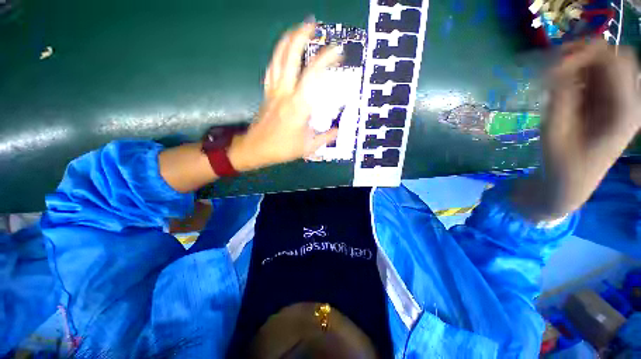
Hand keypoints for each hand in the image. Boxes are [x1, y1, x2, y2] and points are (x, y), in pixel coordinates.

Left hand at [228, 22, 341, 171]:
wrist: (256, 148)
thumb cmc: (282, 149)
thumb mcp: (308, 147)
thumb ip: (326, 137)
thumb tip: (338, 131)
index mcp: (298, 106)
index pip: (313, 74)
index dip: (326, 59)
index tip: (337, 50)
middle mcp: (285, 93)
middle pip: (290, 56)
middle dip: (301, 35)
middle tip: (313, 24)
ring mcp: (273, 90)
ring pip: (278, 58)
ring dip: (288, 40)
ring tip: (298, 29)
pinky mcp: (266, 92)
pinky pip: (271, 68)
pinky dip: (278, 55)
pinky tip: (283, 51)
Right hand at [512, 40, 640, 219]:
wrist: (569, 184)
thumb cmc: (561, 163)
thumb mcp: (555, 130)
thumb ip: (560, 95)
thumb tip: (555, 65)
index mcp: (625, 111)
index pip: (615, 61)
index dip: (584, 53)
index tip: (553, 64)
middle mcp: (631, 102)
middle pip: (617, 57)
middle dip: (586, 54)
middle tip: (555, 65)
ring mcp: (624, 103)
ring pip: (609, 64)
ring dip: (583, 64)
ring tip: (557, 78)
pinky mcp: (613, 105)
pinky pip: (601, 77)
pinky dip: (582, 74)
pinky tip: (566, 88)